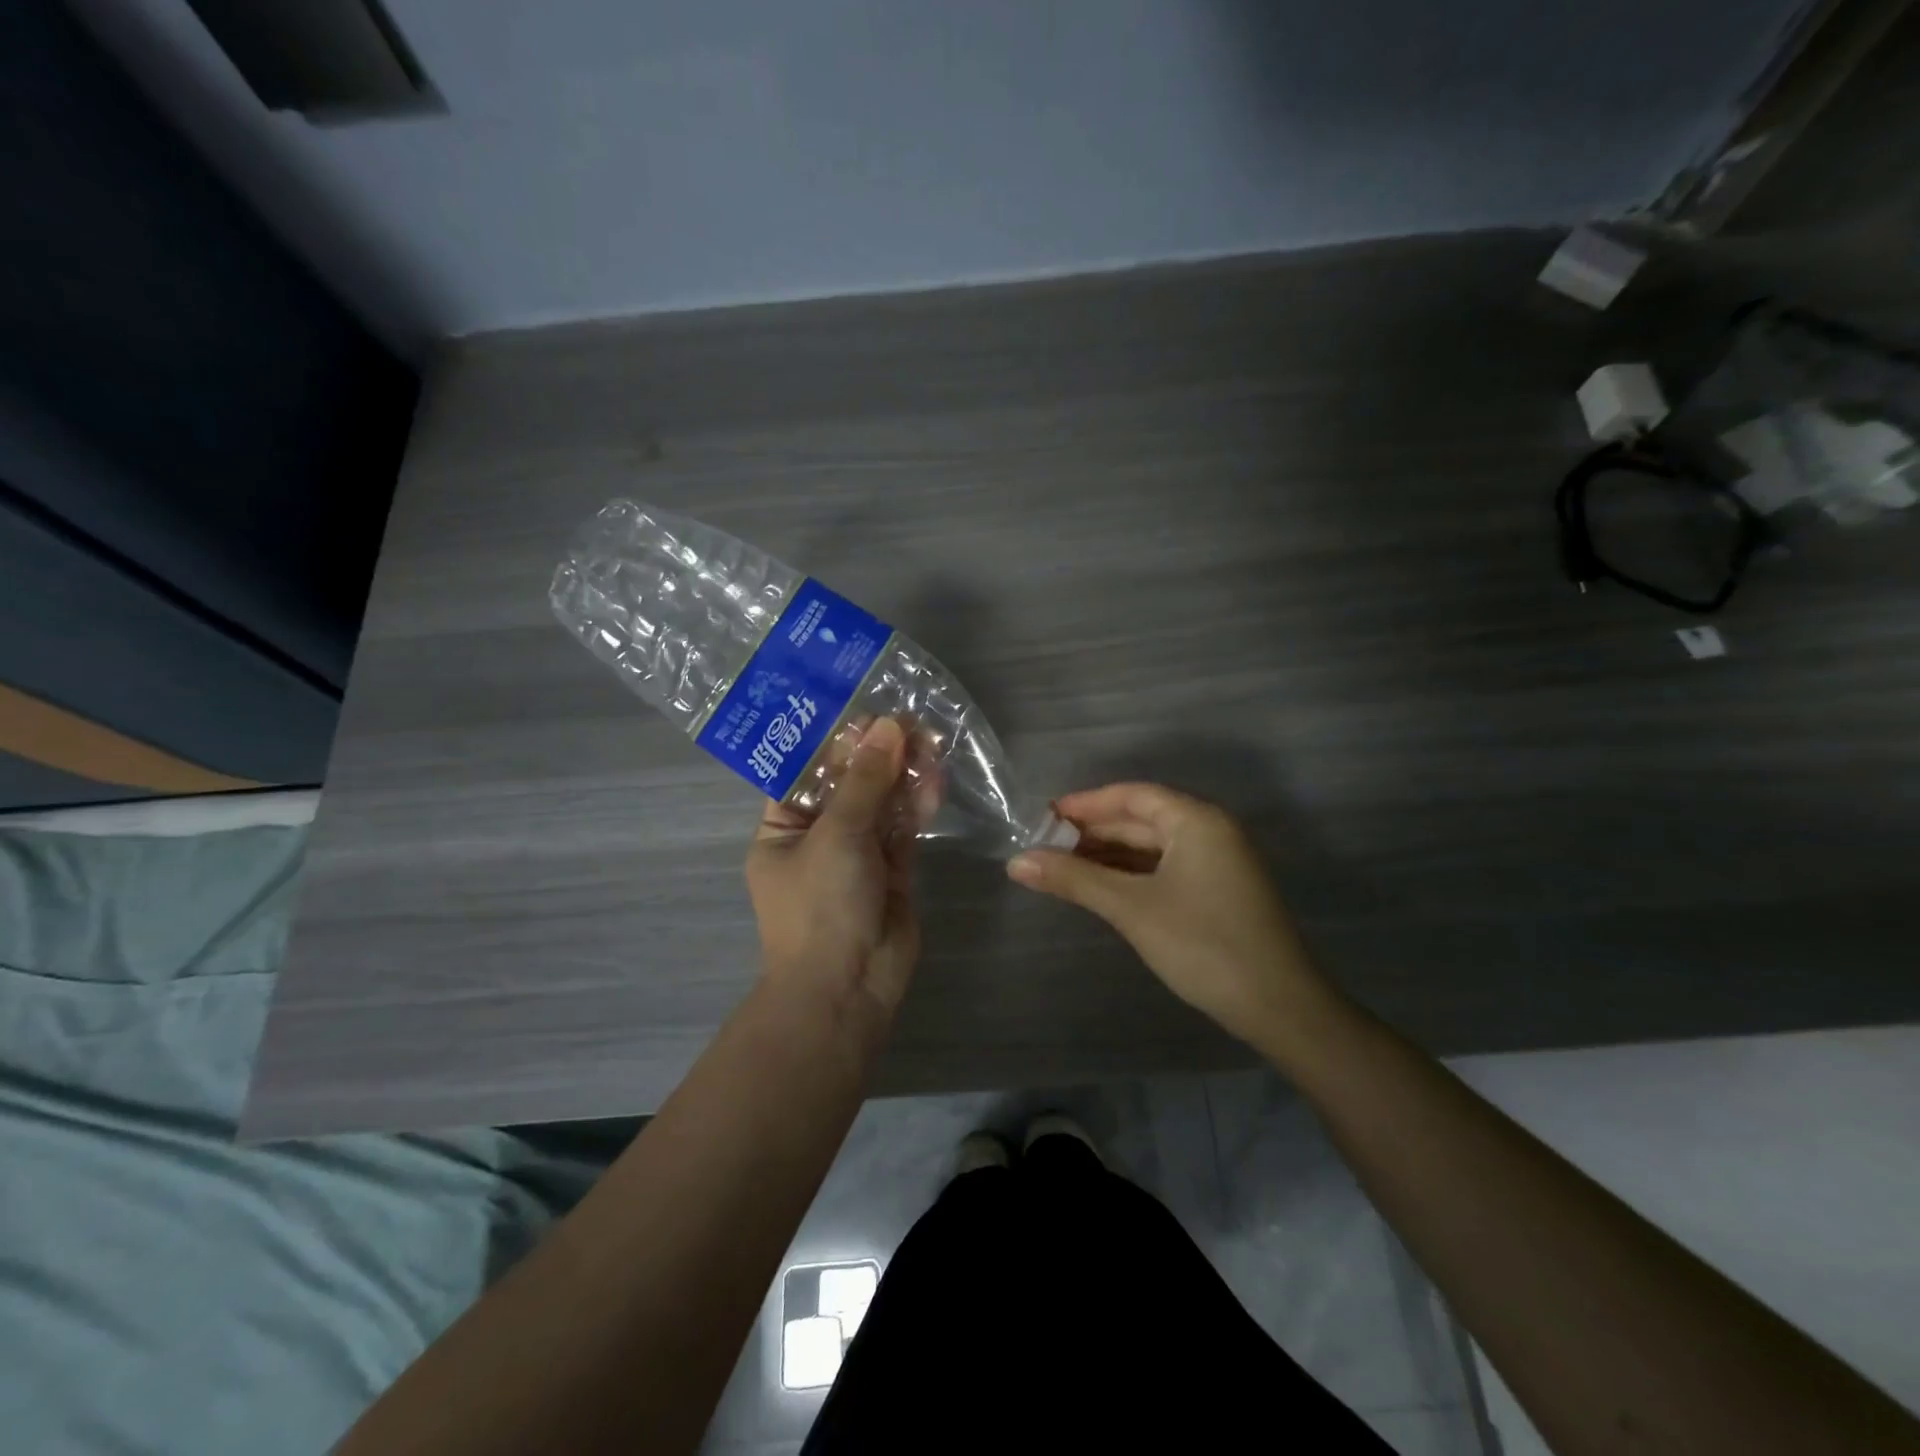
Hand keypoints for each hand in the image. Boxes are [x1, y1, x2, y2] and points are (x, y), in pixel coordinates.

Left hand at [745, 716, 925, 1015]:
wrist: (848, 987)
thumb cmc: (821, 905)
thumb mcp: (837, 834)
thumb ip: (866, 781)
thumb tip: (889, 726)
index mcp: (783, 827)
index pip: (805, 772)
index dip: (835, 741)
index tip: (866, 710)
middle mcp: (818, 836)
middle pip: (848, 784)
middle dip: (877, 754)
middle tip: (909, 720)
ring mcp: (856, 855)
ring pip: (880, 804)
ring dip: (902, 774)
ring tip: (930, 739)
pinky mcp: (892, 871)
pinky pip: (903, 829)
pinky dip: (917, 805)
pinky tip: (934, 778)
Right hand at [1007, 783, 1329, 1047]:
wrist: (1279, 1007)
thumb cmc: (1203, 944)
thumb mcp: (1132, 908)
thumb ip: (1074, 879)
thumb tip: (1016, 862)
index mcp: (1196, 820)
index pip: (1132, 796)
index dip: (1086, 803)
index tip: (1044, 817)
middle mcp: (1210, 832)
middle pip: (1141, 820)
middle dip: (1093, 832)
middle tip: (1044, 845)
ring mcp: (1218, 863)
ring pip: (1152, 847)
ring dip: (1109, 855)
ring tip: (1061, 866)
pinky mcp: (1218, 893)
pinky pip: (1165, 869)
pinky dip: (1131, 874)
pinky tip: (1101, 887)